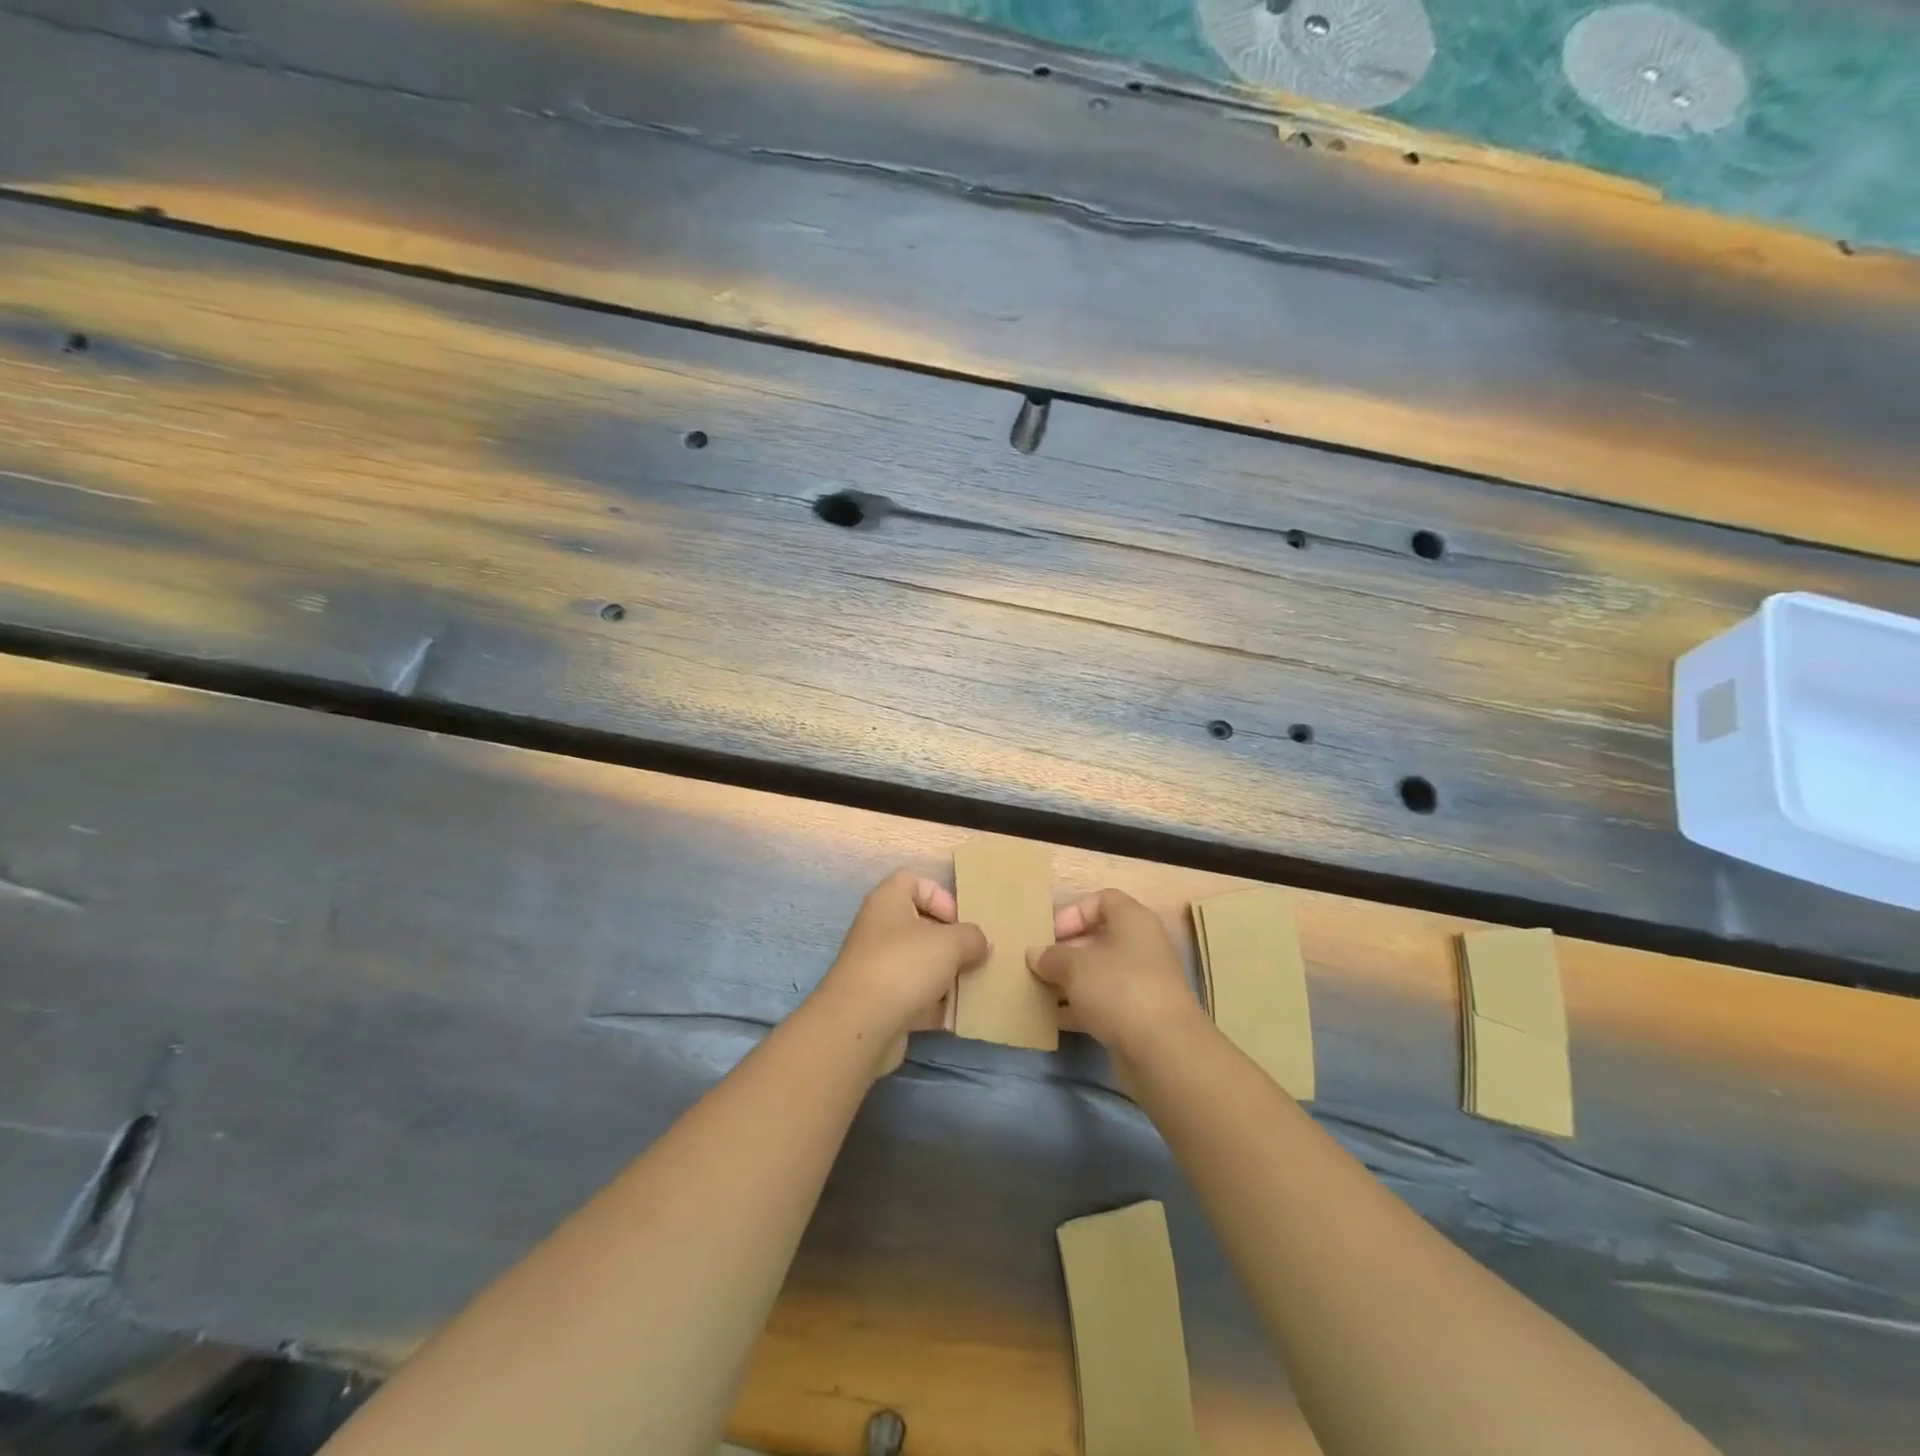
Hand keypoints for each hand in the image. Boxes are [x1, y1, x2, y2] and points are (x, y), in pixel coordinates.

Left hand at [812, 869, 988, 1077]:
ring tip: (971, 986)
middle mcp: (878, 930)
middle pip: (919, 925)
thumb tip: (979, 944)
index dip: (940, 896)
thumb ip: (972, 937)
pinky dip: (934, 1005)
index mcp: (887, 902)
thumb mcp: (950, 943)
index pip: (912, 881)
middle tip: (973, 956)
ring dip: (945, 975)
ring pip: (918, 964)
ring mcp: (877, 968)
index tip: (960, 921)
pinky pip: (913, 997)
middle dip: (949, 941)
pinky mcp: (880, 1003)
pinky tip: (956, 1015)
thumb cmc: (904, 966)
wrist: (861, 1025)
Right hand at [1028, 889, 1203, 1067]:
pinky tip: (1054, 1019)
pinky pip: (1104, 1003)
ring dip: (1070, 982)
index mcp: (1133, 921)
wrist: (1163, 1051)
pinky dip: (1080, 1008)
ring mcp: (1142, 984)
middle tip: (1038, 964)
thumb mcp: (1075, 966)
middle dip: (1066, 951)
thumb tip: (1035, 954)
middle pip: (1099, 939)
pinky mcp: (1138, 1017)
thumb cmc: (1118, 988)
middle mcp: (1142, 947)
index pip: (1103, 900)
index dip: (1074, 912)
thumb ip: (1051, 956)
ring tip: (1038, 991)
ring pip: (1099, 974)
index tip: (1050, 933)